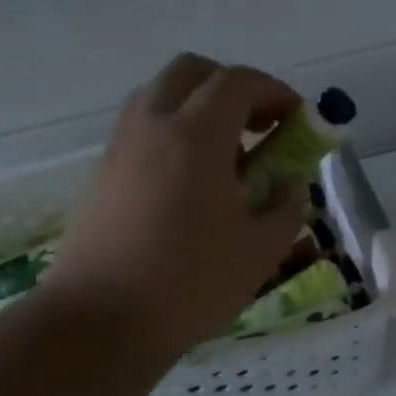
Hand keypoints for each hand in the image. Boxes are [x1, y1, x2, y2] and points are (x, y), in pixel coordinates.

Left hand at [44, 54, 309, 363]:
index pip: (239, 82)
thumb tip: (289, 182)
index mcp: (195, 135)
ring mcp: (121, 147)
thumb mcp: (260, 249)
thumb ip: (286, 205)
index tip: (297, 119)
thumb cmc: (189, 283)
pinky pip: (142, 128)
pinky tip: (191, 182)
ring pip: (160, 95)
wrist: (98, 323)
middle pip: (192, 72)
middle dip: (232, 86)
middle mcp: (152, 125)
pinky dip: (173, 132)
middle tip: (258, 124)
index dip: (275, 91)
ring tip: (227, 154)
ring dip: (199, 107)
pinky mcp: (102, 174)